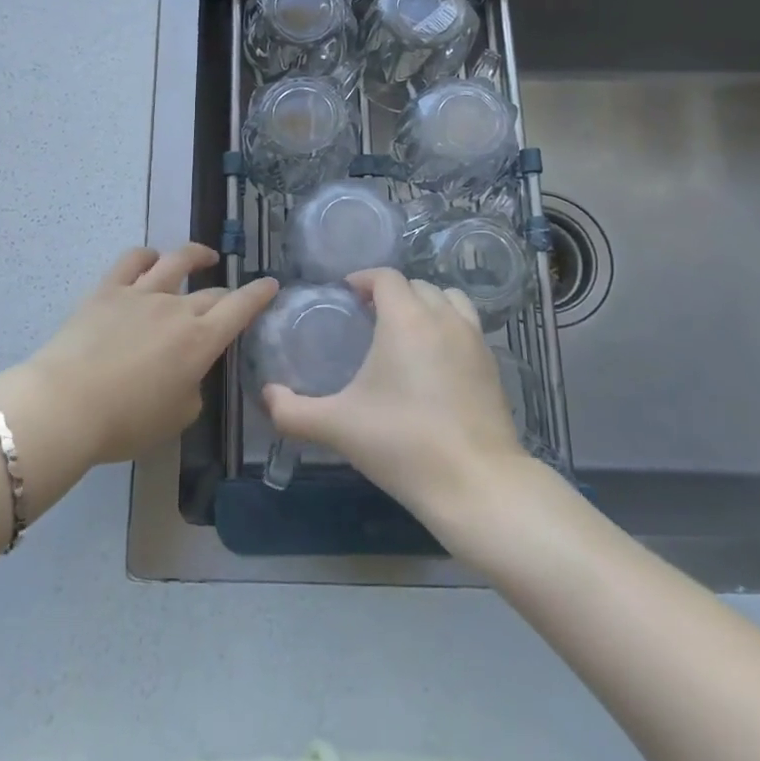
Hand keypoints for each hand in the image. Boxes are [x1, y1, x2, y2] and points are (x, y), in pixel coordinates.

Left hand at [3, 244, 277, 468]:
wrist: (66, 405)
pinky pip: (131, 261)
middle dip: (227, 294)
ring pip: (176, 262)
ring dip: (195, 255)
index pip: (240, 308)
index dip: (259, 295)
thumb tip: (187, 373)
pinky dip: (146, 255)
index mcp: (200, 341)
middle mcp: (176, 309)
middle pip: (210, 292)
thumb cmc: (126, 422)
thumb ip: (192, 390)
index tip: (270, 284)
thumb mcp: (177, 417)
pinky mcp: (107, 290)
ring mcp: (141, 293)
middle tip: (231, 300)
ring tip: (204, 256)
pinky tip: (151, 258)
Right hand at [262, 267, 529, 528]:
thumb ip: (292, 411)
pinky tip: (434, 361)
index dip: (363, 279)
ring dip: (426, 304)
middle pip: (417, 285)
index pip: (386, 277)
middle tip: (369, 316)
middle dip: (392, 293)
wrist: (476, 483)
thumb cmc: (402, 443)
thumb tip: (266, 396)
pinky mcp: (493, 365)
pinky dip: (448, 327)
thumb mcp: (337, 427)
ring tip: (406, 331)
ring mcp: (474, 340)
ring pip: (450, 300)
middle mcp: (443, 318)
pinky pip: (468, 326)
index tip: (346, 294)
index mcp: (406, 319)